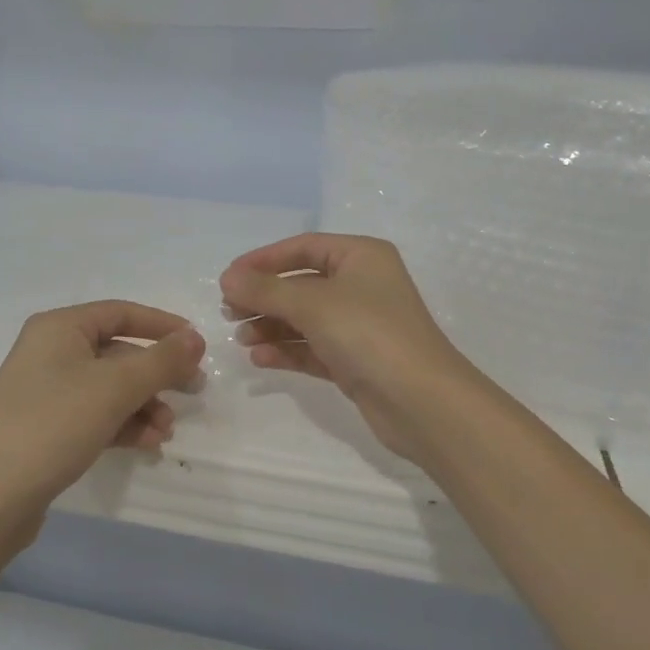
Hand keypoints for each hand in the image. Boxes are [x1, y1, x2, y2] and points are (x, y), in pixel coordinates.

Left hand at [0, 301, 206, 534]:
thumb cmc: (53, 425)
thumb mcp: (115, 388)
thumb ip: (161, 361)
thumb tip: (196, 338)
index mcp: (60, 328)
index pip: (121, 313)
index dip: (162, 326)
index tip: (198, 346)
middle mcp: (51, 352)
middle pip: (118, 352)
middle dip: (157, 374)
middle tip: (194, 392)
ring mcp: (47, 391)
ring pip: (110, 387)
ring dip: (144, 405)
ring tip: (166, 430)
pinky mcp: (47, 426)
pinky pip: (96, 414)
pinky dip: (124, 424)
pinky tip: (147, 444)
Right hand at [219, 234, 481, 467]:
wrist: (421, 401)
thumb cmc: (368, 333)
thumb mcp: (312, 304)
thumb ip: (265, 289)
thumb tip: (227, 277)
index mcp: (361, 257)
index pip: (303, 247)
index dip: (263, 260)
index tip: (228, 278)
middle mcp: (362, 285)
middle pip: (301, 284)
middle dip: (265, 297)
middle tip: (229, 312)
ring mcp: (360, 325)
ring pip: (305, 318)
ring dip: (272, 326)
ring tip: (241, 338)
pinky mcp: (356, 360)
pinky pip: (313, 348)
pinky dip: (287, 350)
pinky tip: (259, 359)